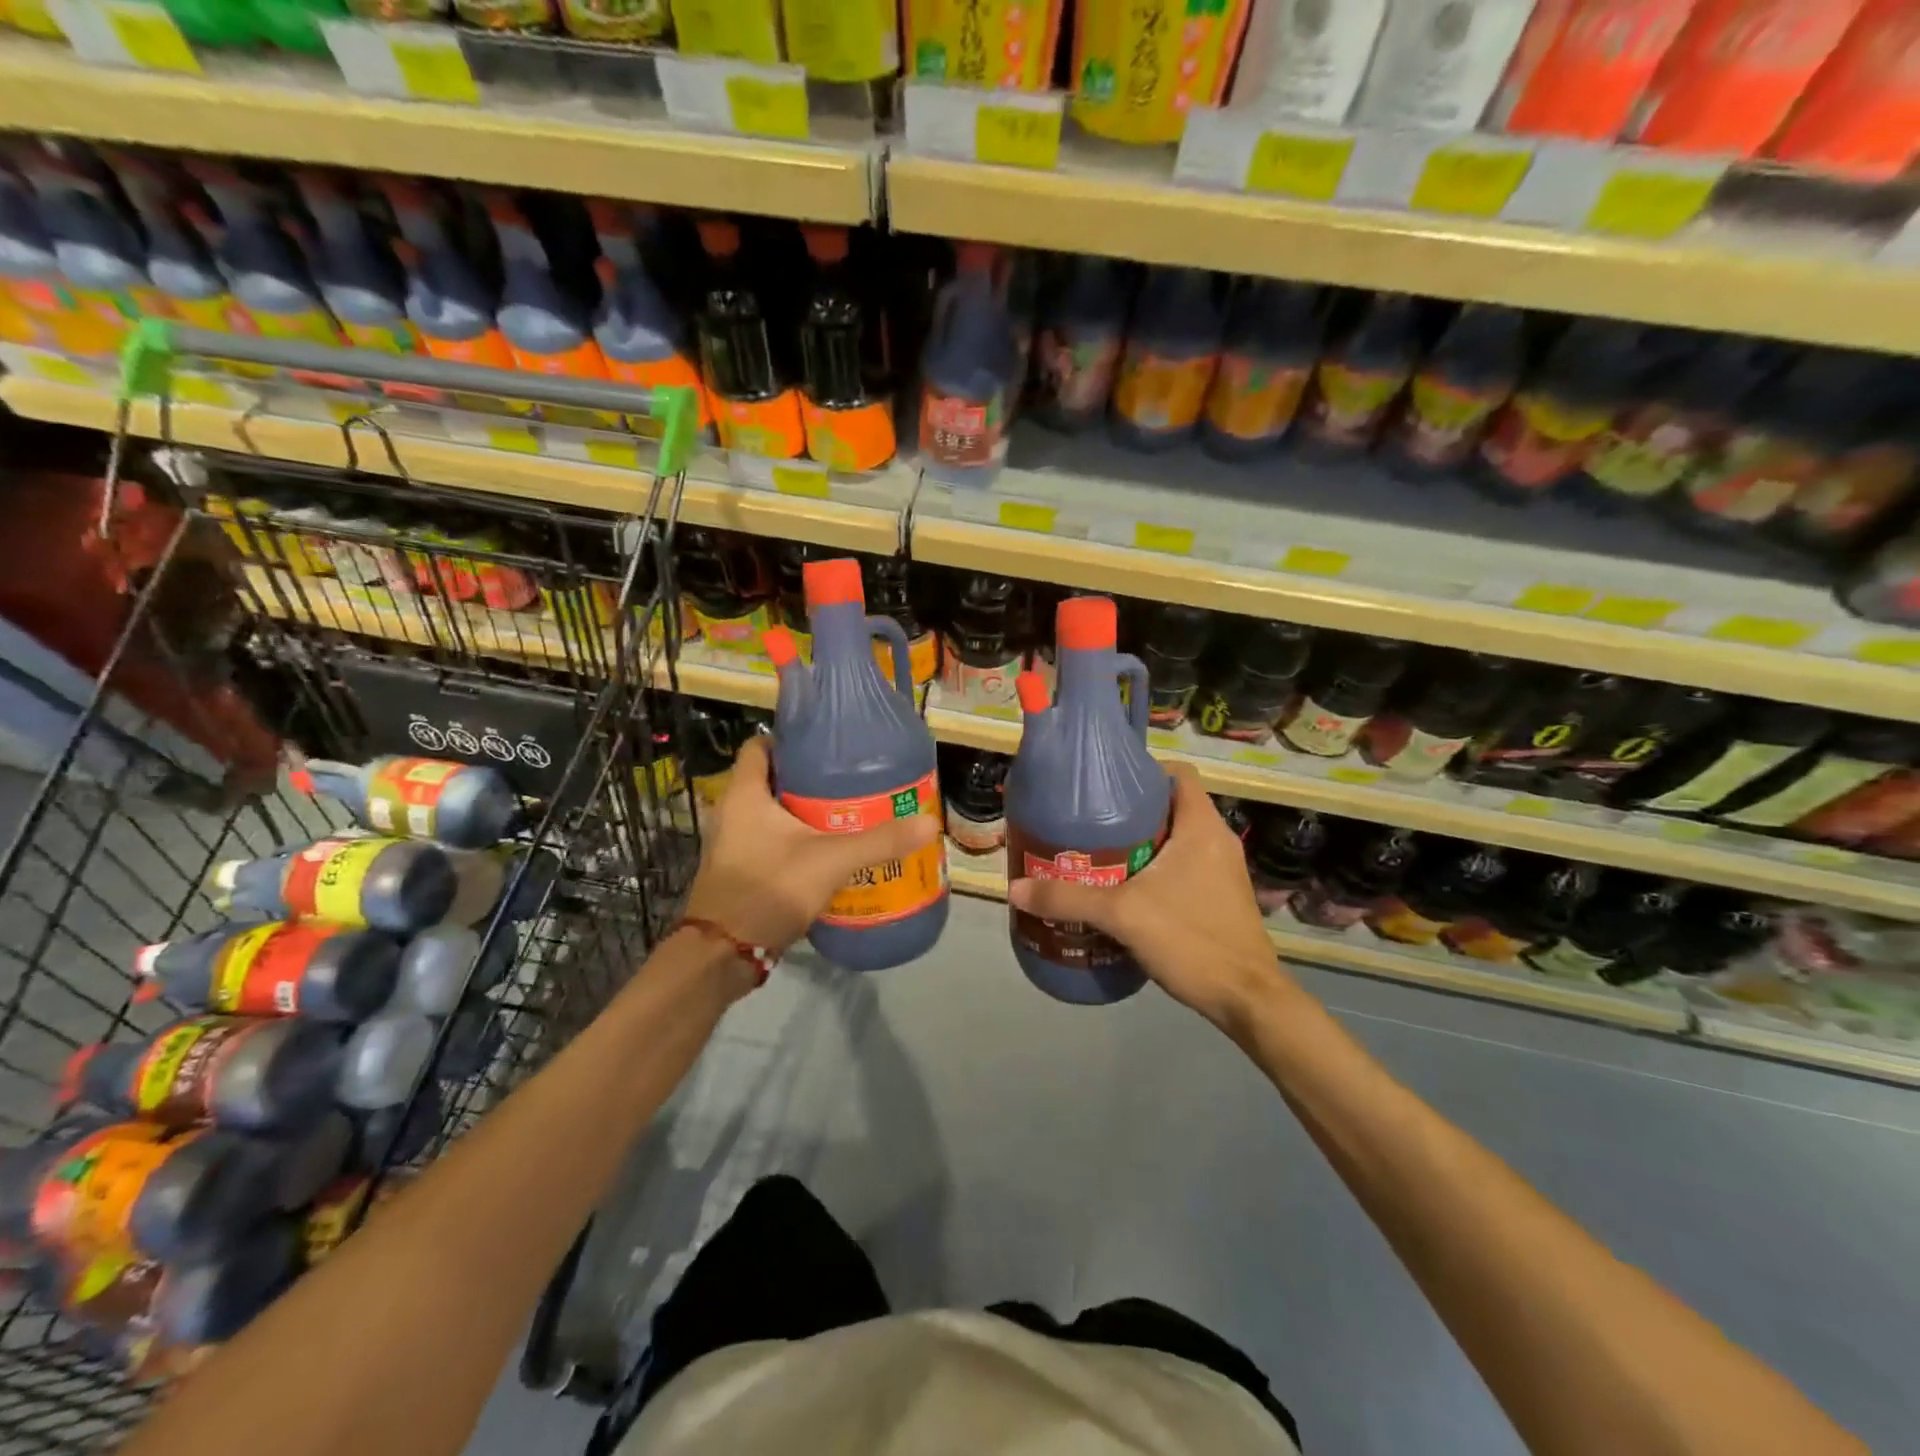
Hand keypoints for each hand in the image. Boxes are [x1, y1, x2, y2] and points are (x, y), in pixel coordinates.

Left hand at [683, 737, 939, 974]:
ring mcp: (734, 842)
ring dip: (804, 810)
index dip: (790, 740)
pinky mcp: (741, 868)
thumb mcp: (831, 861)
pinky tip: (829, 849)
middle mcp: (733, 811)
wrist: (724, 953)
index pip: (759, 745)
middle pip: (772, 778)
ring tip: (847, 811)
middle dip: (809, 777)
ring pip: (773, 812)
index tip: (827, 745)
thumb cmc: (769, 889)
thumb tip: (929, 823)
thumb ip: (879, 842)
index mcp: (745, 794)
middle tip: (850, 779)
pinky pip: (771, 839)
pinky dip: (797, 838)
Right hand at [1008, 765, 1289, 1032]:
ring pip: (1176, 839)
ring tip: (1099, 856)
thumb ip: (1068, 899)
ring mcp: (1223, 870)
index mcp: (1202, 826)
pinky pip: (1184, 866)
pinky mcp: (1221, 897)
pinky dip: (1156, 869)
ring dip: (1141, 844)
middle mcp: (1217, 840)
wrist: (1246, 1000)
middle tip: (1089, 824)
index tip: (1105, 787)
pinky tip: (1126, 891)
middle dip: (1130, 812)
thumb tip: (1014, 888)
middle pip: (1171, 806)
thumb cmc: (1191, 940)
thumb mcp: (1122, 915)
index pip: (1177, 774)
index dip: (1142, 772)